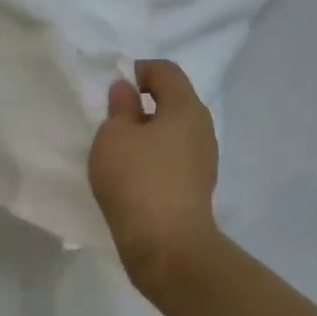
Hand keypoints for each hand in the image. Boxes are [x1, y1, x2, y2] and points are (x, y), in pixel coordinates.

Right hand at [89, 59, 219, 286]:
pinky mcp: (197, 186)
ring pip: (174, 131)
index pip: (166, 70)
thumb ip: (120, 107)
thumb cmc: (137, 180)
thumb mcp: (114, 136)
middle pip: (173, 100)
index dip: (138, 70)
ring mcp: (204, 159)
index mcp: (186, 108)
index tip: (113, 89)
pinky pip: (174, 157)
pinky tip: (133, 174)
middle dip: (143, 102)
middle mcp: (202, 128)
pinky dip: (155, 156)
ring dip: (148, 132)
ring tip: (119, 149)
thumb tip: (127, 90)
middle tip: (112, 118)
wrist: (167, 245)